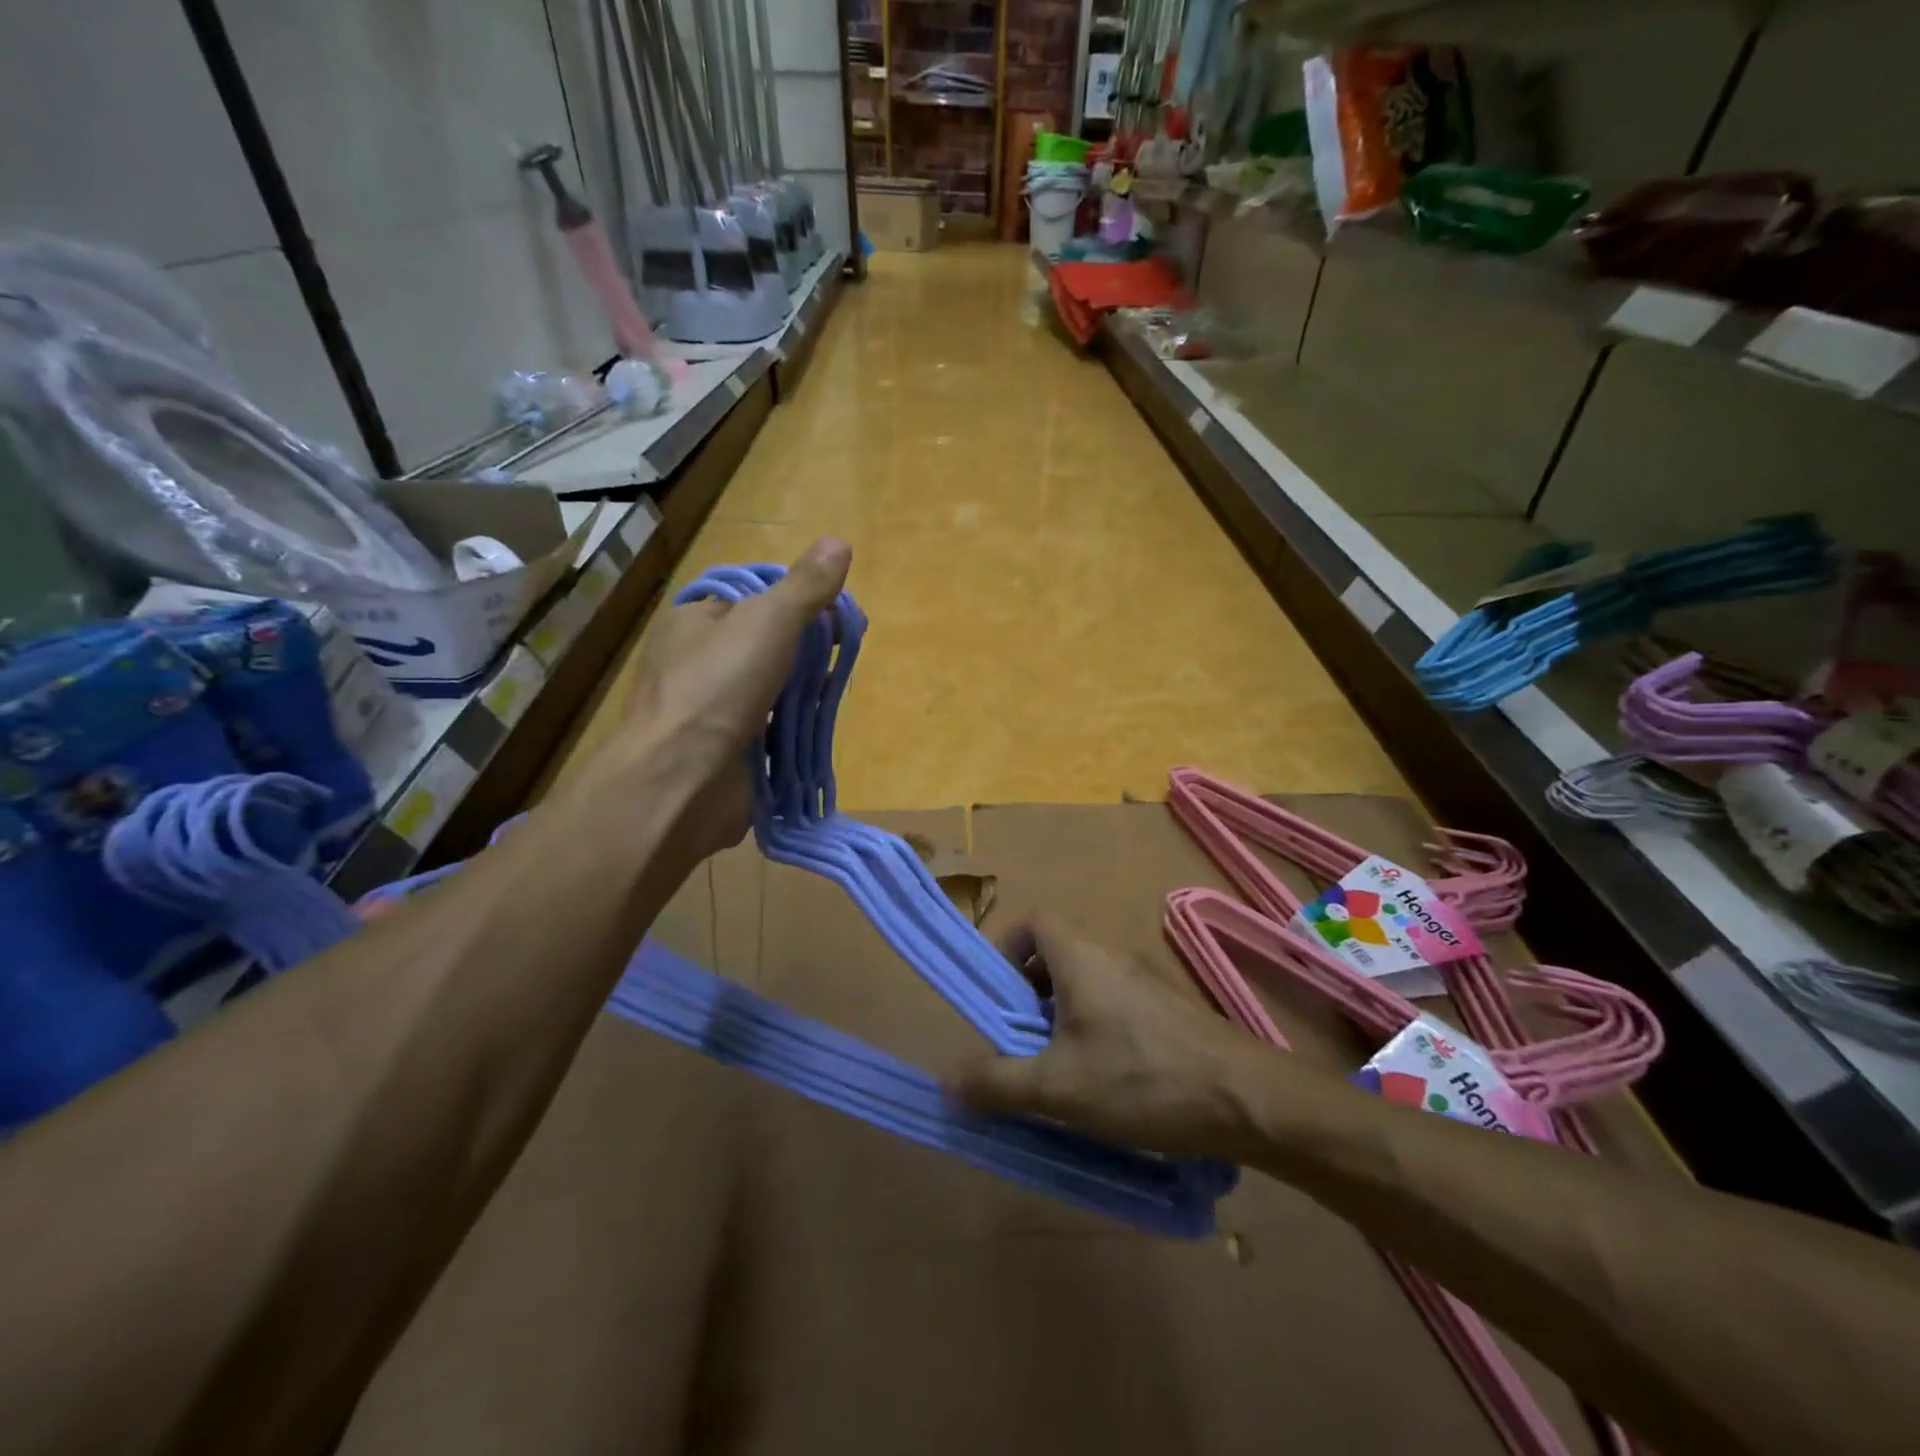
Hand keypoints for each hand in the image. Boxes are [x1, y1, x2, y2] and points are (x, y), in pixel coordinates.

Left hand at [595, 538, 851, 860]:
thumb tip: (840, 542)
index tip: (833, 617)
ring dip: (799, 692)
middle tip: (839, 656)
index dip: (795, 602)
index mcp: (693, 621)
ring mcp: (708, 710)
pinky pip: (767, 729)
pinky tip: (814, 727)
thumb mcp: (767, 623)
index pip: (751, 599)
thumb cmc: (717, 689)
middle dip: (803, 652)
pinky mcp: (723, 750)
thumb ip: (805, 588)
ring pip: (767, 689)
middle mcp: (695, 661)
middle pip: (762, 645)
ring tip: (833, 691)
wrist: (680, 783)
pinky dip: (791, 728)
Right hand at [950, 914, 1279, 1161]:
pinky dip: (1097, 1029)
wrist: (1248, 1099)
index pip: (1033, 921)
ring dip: (1063, 1017)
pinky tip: (1107, 1082)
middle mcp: (1113, 956)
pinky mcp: (1171, 1010)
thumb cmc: (1142, 1079)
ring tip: (1060, 1070)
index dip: (1007, 949)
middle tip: (1022, 1045)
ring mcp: (1148, 981)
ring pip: (1088, 983)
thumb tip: (945, 1081)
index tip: (999, 998)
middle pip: (1057, 955)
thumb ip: (997, 1083)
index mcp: (1081, 957)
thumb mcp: (1058, 1088)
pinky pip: (1118, 1004)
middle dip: (1029, 995)